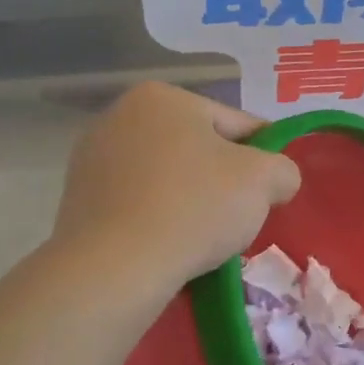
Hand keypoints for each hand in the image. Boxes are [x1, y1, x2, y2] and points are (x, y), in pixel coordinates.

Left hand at [52, 83, 300, 285]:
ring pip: (170, 177)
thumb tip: (277, 179)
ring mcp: (93, 157)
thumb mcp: (264, 180)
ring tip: (207, 238)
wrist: (115, 267)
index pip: (238, 125)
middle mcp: (121, 115)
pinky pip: (140, 202)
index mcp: (164, 97)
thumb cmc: (194, 208)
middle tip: (242, 218)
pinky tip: (173, 245)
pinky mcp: (79, 199)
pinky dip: (161, 218)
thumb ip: (283, 169)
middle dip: (225, 180)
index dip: (265, 159)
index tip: (274, 192)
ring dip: (193, 200)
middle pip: (200, 149)